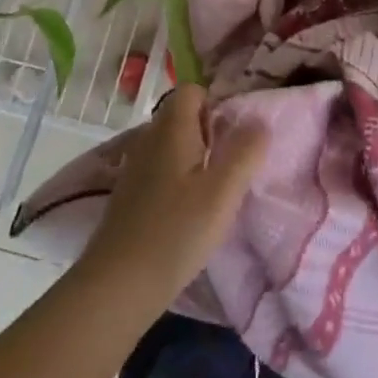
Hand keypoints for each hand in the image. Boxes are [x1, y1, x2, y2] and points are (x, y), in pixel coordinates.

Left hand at [75, 86, 268, 309]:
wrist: (118, 287)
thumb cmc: (176, 232)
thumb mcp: (223, 192)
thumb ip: (245, 151)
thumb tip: (259, 122)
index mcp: (171, 130)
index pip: (191, 90)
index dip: (215, 104)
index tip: (234, 136)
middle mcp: (148, 140)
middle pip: (182, 117)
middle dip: (209, 132)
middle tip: (231, 166)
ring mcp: (135, 169)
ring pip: (171, 145)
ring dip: (195, 158)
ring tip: (215, 191)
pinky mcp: (129, 196)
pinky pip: (160, 170)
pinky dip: (178, 180)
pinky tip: (190, 212)